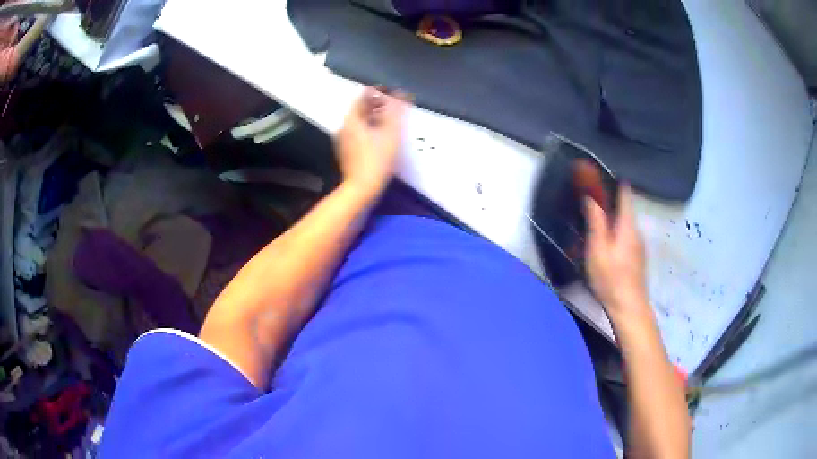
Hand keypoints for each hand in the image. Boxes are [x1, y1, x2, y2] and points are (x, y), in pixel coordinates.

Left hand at [335, 87, 407, 198]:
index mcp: (352, 119)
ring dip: (374, 116)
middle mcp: (345, 127)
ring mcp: (344, 140)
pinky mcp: (347, 152)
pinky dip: (370, 128)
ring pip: (359, 121)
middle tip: (393, 104)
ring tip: (390, 119)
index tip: (392, 92)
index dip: (378, 92)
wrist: (361, 188)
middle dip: (377, 104)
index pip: (364, 96)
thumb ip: (396, 112)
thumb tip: (401, 94)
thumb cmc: (376, 160)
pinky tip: (381, 136)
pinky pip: (358, 133)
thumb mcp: (391, 134)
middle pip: (360, 109)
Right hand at [584, 185, 650, 324]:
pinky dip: (616, 234)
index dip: (614, 182)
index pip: (625, 194)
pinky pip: (626, 238)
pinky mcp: (638, 258)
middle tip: (591, 202)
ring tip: (596, 224)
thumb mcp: (598, 249)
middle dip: (610, 203)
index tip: (600, 176)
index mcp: (627, 225)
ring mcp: (639, 246)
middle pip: (625, 210)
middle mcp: (636, 231)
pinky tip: (606, 246)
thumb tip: (591, 197)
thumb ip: (596, 222)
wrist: (629, 307)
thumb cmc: (611, 277)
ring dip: (613, 221)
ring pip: (625, 225)